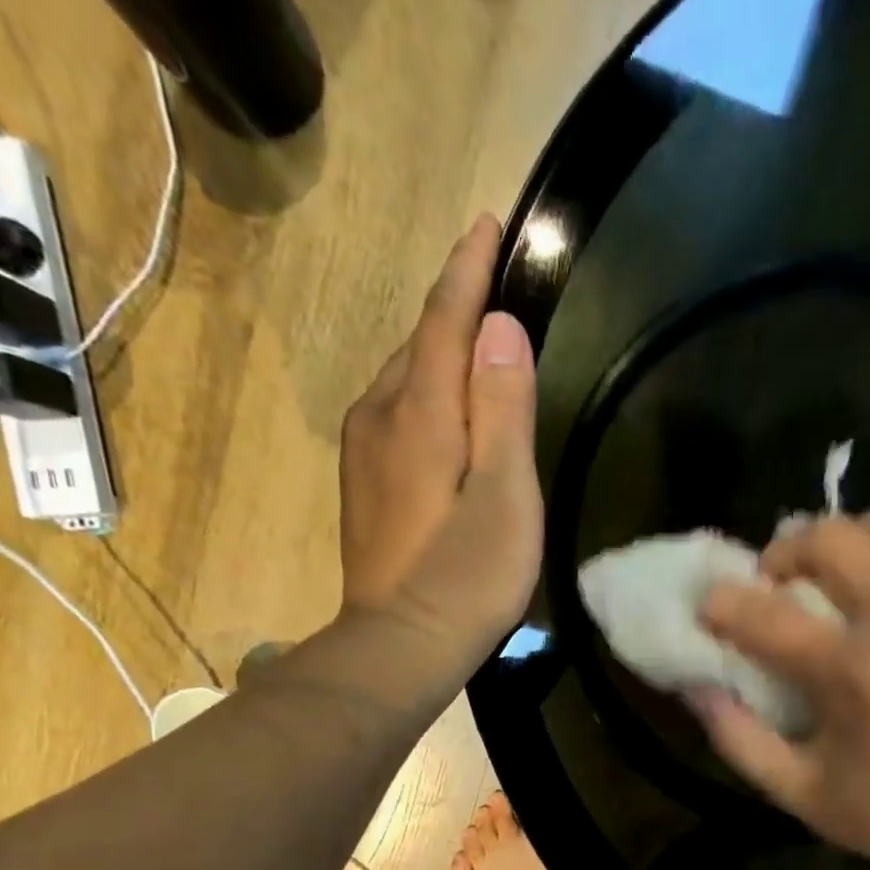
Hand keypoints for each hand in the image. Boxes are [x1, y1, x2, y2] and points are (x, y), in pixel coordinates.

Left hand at [336, 214, 541, 682]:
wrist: (399, 646)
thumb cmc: (466, 577)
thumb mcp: (505, 497)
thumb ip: (503, 412)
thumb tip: (501, 329)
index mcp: (420, 413)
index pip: (444, 321)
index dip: (468, 271)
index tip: (487, 222)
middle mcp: (380, 418)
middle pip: (419, 344)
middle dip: (455, 309)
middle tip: (495, 284)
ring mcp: (364, 453)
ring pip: (404, 380)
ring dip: (439, 354)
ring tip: (478, 348)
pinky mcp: (364, 485)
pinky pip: (396, 415)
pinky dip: (425, 396)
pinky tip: (446, 415)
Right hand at [691, 499, 869, 869]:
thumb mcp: (801, 794)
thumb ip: (739, 738)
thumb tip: (697, 686)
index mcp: (853, 673)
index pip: (764, 613)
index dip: (721, 604)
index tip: (710, 610)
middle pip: (828, 536)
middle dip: (784, 553)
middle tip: (777, 584)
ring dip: (850, 538)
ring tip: (840, 575)